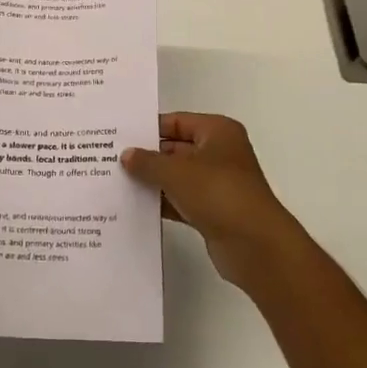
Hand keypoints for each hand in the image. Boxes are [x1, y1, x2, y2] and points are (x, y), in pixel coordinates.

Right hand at [121, 113, 301, 286]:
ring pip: (178, 177)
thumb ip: (147, 162)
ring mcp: (218, 184)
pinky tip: (135, 207)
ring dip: (153, 181)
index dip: (148, 128)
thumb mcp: (176, 172)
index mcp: (217, 131)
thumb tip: (126, 155)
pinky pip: (181, 201)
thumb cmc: (218, 193)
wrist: (255, 245)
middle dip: (147, 157)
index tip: (119, 136)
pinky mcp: (214, 212)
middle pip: (176, 148)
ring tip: (117, 182)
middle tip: (111, 159)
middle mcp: (220, 153)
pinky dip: (163, 202)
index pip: (176, 122)